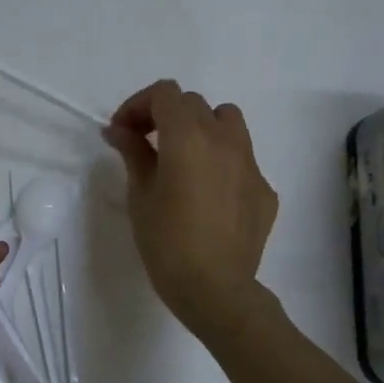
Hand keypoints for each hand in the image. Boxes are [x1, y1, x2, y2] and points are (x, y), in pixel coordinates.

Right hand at [103, 80, 278, 340]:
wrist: (215, 289)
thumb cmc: (167, 242)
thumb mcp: (140, 194)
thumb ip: (133, 152)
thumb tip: (119, 130)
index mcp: (189, 136)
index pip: (165, 93)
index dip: (138, 105)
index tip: (123, 132)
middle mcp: (224, 139)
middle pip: (193, 104)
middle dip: (164, 116)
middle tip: (143, 144)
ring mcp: (250, 163)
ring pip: (226, 121)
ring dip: (200, 128)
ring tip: (182, 158)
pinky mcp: (264, 188)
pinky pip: (241, 158)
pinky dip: (220, 162)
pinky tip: (207, 194)